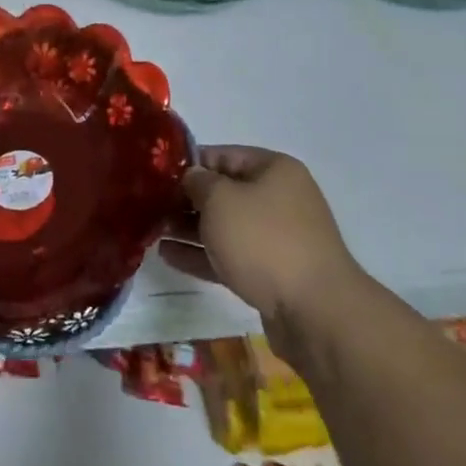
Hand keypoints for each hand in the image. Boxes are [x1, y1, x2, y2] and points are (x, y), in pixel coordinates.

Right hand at [158, 146, 360, 326]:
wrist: (315, 311)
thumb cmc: (264, 240)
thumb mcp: (221, 200)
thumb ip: (198, 182)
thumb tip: (192, 177)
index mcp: (274, 169)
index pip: (224, 154)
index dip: (190, 162)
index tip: (157, 174)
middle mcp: (280, 198)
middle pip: (225, 191)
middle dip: (188, 199)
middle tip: (151, 205)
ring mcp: (278, 238)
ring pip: (226, 226)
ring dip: (191, 228)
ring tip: (153, 230)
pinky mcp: (272, 273)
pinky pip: (231, 256)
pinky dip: (203, 254)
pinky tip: (169, 256)